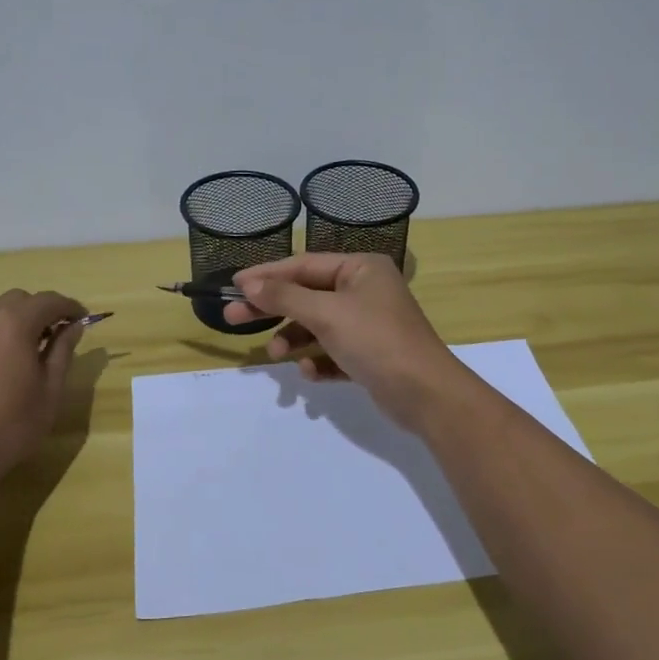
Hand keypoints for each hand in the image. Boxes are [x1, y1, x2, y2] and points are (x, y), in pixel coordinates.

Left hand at [0, 289, 86, 487]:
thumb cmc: (8, 428)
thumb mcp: (49, 393)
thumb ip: (62, 352)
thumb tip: (73, 327)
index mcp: (13, 324)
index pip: (49, 300)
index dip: (69, 307)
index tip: (82, 319)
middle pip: (17, 301)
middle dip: (38, 312)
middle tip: (52, 337)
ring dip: (10, 325)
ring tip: (19, 355)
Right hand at [223, 254, 465, 429]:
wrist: (426, 394)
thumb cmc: (376, 340)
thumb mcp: (327, 313)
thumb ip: (285, 297)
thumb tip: (249, 284)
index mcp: (361, 268)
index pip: (303, 265)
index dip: (267, 275)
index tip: (234, 285)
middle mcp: (364, 290)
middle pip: (306, 295)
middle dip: (272, 309)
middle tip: (232, 319)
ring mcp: (368, 324)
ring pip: (317, 326)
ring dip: (294, 338)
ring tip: (276, 354)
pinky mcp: (369, 355)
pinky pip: (332, 352)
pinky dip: (318, 360)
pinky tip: (310, 372)